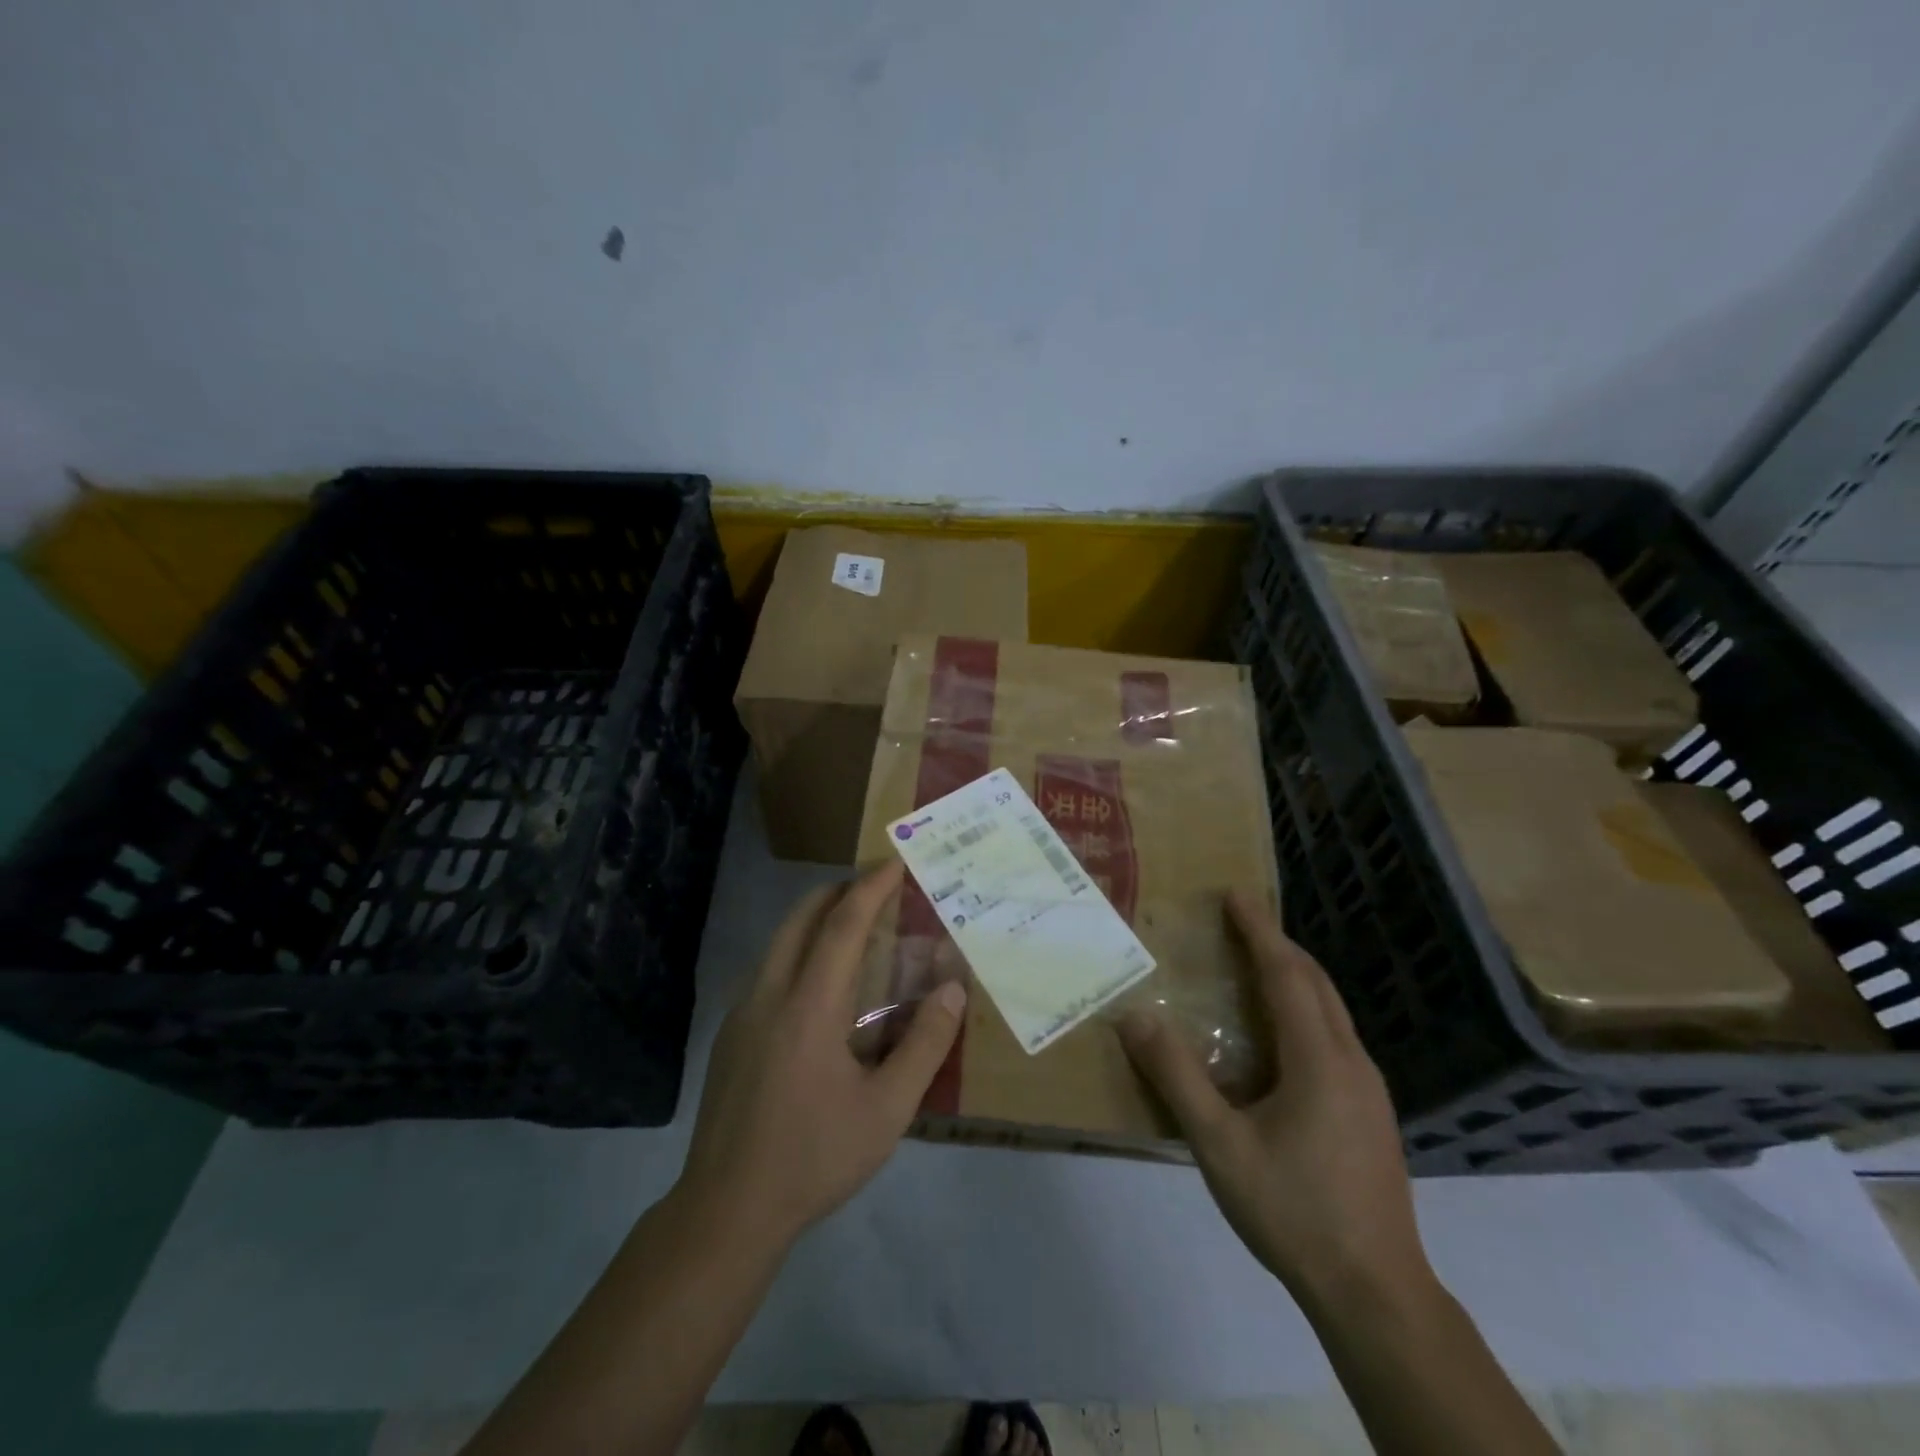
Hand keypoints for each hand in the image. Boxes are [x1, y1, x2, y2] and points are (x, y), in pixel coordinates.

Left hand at [676, 861, 965, 1250]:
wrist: (726, 1211)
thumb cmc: (814, 1158)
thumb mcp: (886, 1110)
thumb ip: (925, 1045)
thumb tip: (952, 989)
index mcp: (809, 1006)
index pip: (842, 924)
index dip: (871, 887)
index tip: (895, 862)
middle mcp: (769, 994)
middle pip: (801, 917)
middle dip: (839, 890)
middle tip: (876, 888)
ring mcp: (742, 1013)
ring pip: (779, 942)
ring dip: (816, 920)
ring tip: (856, 931)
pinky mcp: (730, 1035)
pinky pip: (769, 971)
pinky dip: (799, 953)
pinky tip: (822, 990)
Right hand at [1119, 892, 1430, 1308]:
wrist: (1377, 1294)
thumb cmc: (1294, 1211)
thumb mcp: (1220, 1145)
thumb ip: (1177, 1077)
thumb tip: (1135, 1016)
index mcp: (1318, 1059)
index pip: (1286, 974)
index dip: (1259, 930)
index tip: (1235, 893)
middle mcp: (1351, 1062)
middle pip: (1316, 983)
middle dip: (1278, 945)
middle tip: (1239, 922)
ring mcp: (1369, 1090)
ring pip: (1331, 1011)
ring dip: (1294, 977)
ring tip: (1255, 967)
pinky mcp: (1371, 1115)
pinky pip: (1334, 1038)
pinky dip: (1305, 1010)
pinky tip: (1279, 1038)